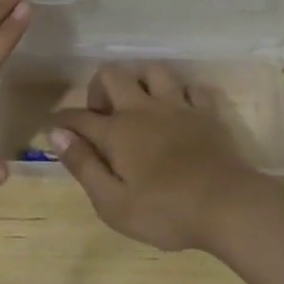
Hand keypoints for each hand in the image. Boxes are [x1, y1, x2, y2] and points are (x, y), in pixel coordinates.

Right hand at [50, 64, 266, 251]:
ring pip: (153, 71)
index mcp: (117, 132)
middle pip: (112, 75)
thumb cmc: (165, 212)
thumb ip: (83, 166)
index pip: (79, 117)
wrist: (227, 205)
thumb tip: (57, 135)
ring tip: (140, 106)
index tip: (56, 128)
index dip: (63, 121)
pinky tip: (180, 111)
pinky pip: (192, 88)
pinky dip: (182, 95)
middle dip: (98, 89)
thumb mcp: (113, 203)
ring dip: (141, 82)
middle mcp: (142, 109)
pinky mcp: (206, 112)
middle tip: (103, 117)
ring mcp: (177, 106)